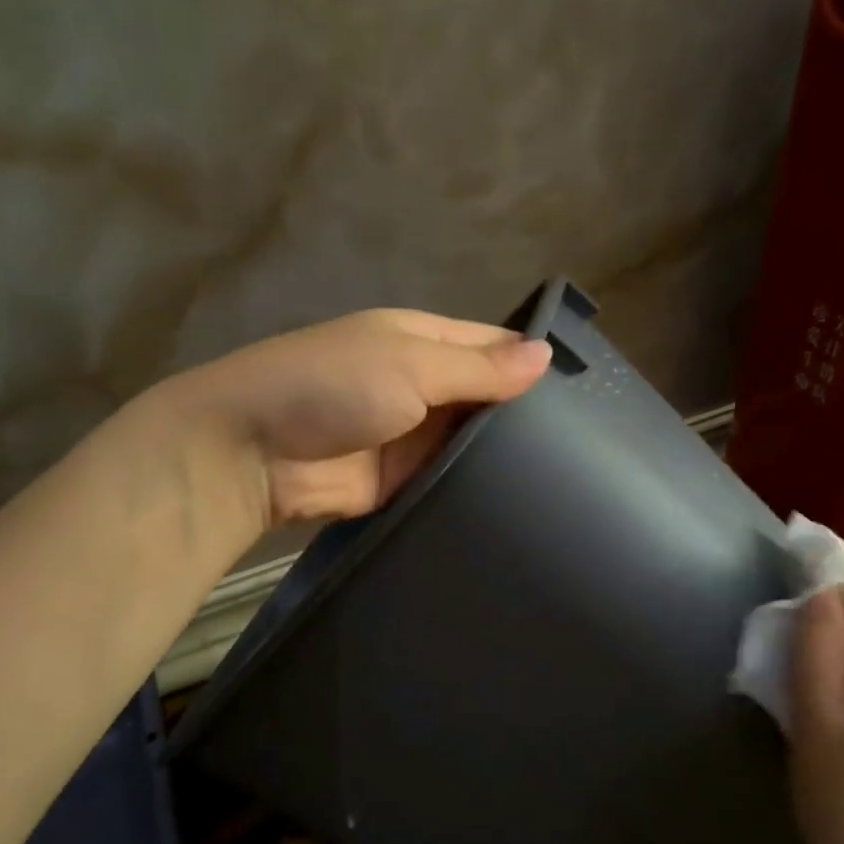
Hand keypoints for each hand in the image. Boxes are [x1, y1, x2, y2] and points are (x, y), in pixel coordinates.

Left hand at [160, 308, 551, 528]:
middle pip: (486, 397)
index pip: (493, 345)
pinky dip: (475, 488)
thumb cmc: (332, 386)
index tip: (589, 391)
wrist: (252, 453)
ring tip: (570, 478)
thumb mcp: (410, 364)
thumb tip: (546, 355)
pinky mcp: (401, 482)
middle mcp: (421, 385)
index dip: (534, 361)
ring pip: (471, 443)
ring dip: (504, 456)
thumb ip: (478, 367)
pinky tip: (523, 503)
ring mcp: (411, 436)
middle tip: (590, 445)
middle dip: (525, 416)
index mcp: (422, 341)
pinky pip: (448, 481)